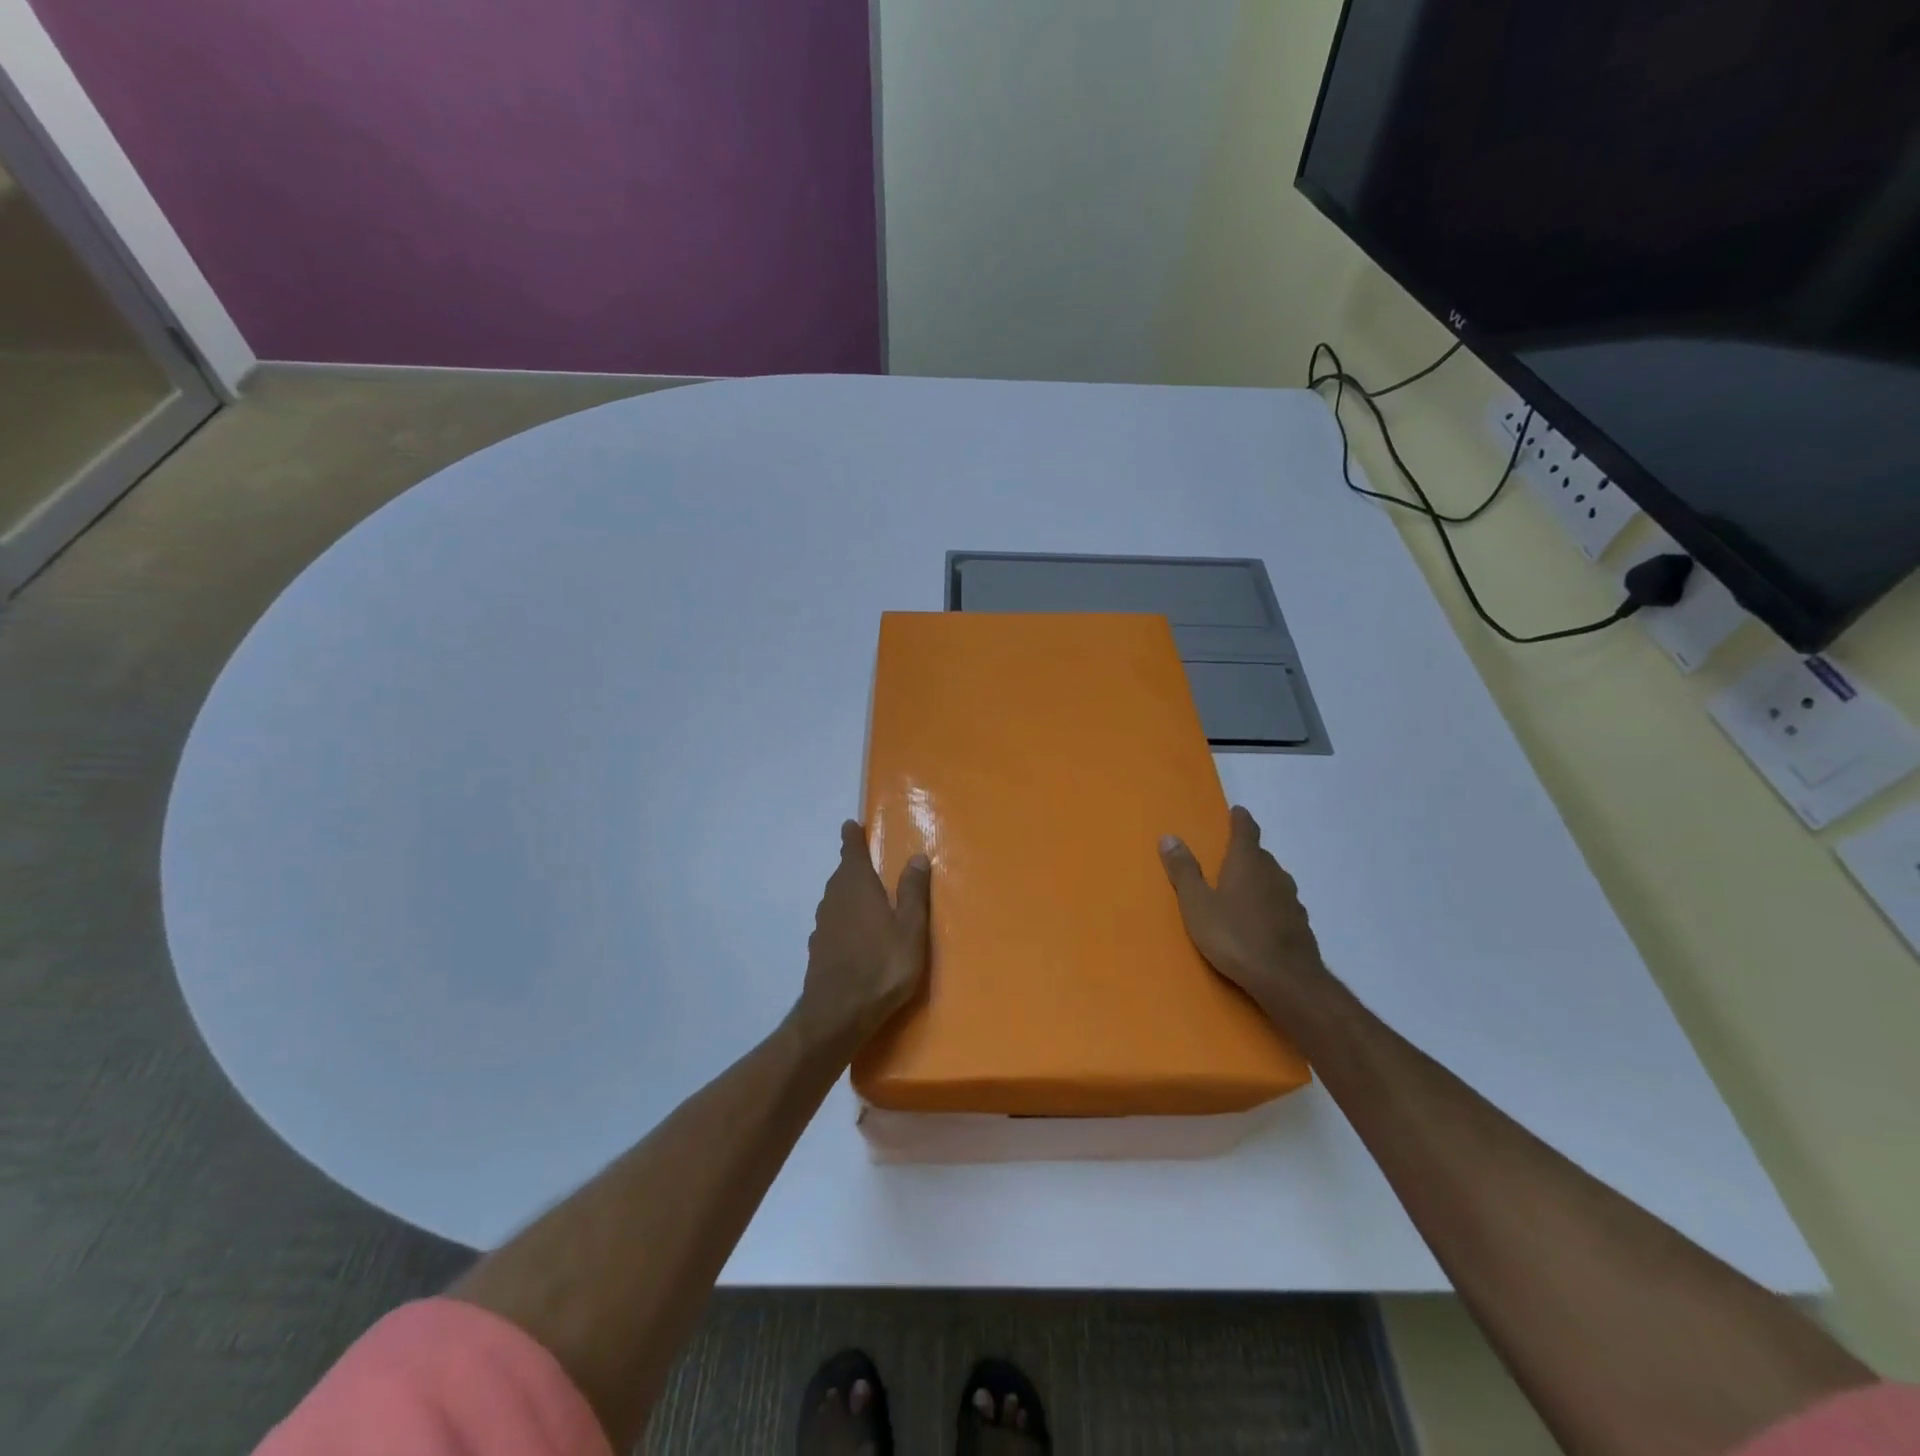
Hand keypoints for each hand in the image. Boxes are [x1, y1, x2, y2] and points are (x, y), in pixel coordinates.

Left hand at [797, 820, 931, 1048]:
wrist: (836, 1015)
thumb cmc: (881, 966)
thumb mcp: (910, 929)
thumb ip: (914, 892)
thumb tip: (917, 856)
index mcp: (857, 886)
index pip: (851, 851)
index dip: (852, 837)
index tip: (850, 825)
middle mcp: (835, 898)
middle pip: (843, 874)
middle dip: (854, 865)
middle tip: (868, 861)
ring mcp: (822, 924)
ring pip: (836, 898)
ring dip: (849, 892)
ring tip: (867, 896)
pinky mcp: (818, 948)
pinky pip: (833, 921)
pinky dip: (844, 917)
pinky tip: (856, 933)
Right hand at [1160, 806, 1332, 1018]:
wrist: (1286, 980)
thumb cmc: (1234, 936)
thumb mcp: (1197, 904)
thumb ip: (1184, 871)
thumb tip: (1169, 836)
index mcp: (1247, 863)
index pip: (1245, 831)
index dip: (1240, 820)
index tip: (1237, 811)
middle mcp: (1274, 874)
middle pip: (1260, 855)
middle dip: (1246, 853)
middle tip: (1229, 856)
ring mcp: (1291, 900)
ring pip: (1273, 880)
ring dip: (1259, 879)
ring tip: (1242, 889)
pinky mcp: (1300, 925)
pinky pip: (1281, 904)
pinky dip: (1269, 904)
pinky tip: (1260, 920)